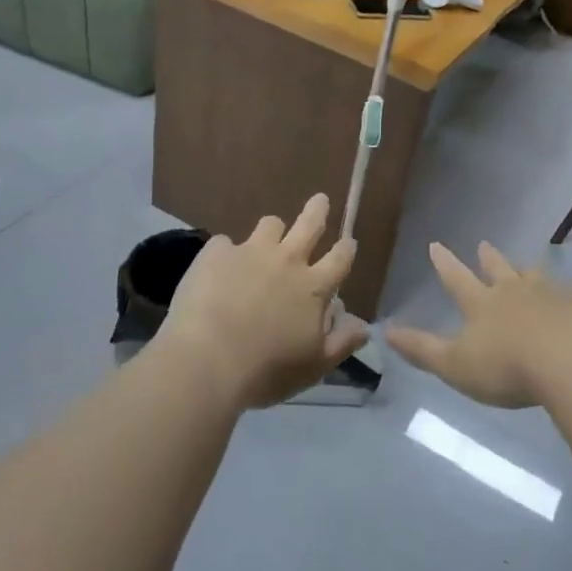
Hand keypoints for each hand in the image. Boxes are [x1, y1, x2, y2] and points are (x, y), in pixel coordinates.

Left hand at [157, 195, 368, 409]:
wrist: (207, 360)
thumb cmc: (267, 370)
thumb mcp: (314, 366)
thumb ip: (342, 343)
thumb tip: (364, 327)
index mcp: (314, 287)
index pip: (340, 259)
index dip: (346, 249)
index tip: (348, 242)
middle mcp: (287, 261)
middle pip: (309, 224)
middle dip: (318, 210)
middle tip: (320, 200)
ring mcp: (250, 252)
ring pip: (270, 224)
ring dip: (272, 230)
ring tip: (266, 238)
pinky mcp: (216, 253)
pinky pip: (225, 243)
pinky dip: (226, 253)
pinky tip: (218, 268)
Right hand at [385, 242, 571, 407]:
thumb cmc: (506, 366)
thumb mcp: (454, 365)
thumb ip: (422, 350)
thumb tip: (386, 331)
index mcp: (481, 304)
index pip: (456, 279)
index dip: (444, 264)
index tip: (436, 245)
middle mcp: (514, 292)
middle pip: (499, 270)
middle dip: (488, 258)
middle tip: (484, 245)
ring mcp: (551, 295)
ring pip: (535, 277)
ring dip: (527, 271)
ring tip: (527, 267)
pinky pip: (571, 295)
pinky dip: (566, 294)